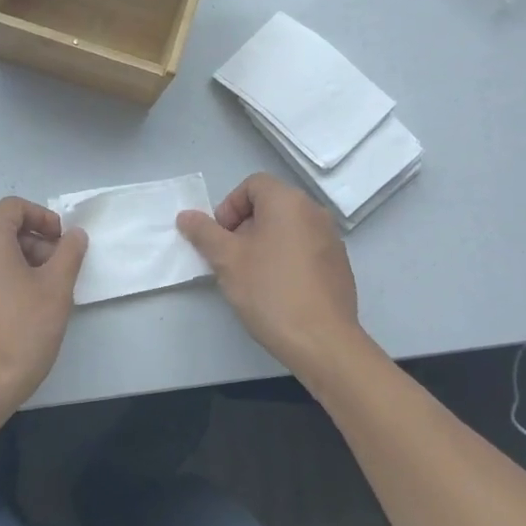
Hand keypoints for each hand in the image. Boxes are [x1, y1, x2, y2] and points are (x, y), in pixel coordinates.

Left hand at [0, 197, 88, 409]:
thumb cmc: (22, 329)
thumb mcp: (57, 288)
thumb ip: (69, 253)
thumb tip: (74, 235)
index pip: (13, 207)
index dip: (43, 217)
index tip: (62, 242)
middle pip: (0, 232)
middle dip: (33, 244)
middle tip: (57, 272)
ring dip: (17, 265)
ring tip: (40, 295)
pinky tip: (15, 314)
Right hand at [176, 173, 362, 371]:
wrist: (321, 340)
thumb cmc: (269, 291)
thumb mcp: (226, 260)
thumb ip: (204, 232)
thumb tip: (186, 216)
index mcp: (288, 202)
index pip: (252, 185)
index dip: (229, 207)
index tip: (220, 238)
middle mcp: (314, 212)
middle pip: (270, 205)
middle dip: (244, 226)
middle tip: (230, 259)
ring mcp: (331, 239)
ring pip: (287, 229)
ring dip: (264, 243)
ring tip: (251, 277)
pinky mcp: (339, 265)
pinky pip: (304, 249)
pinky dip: (286, 258)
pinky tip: (277, 290)